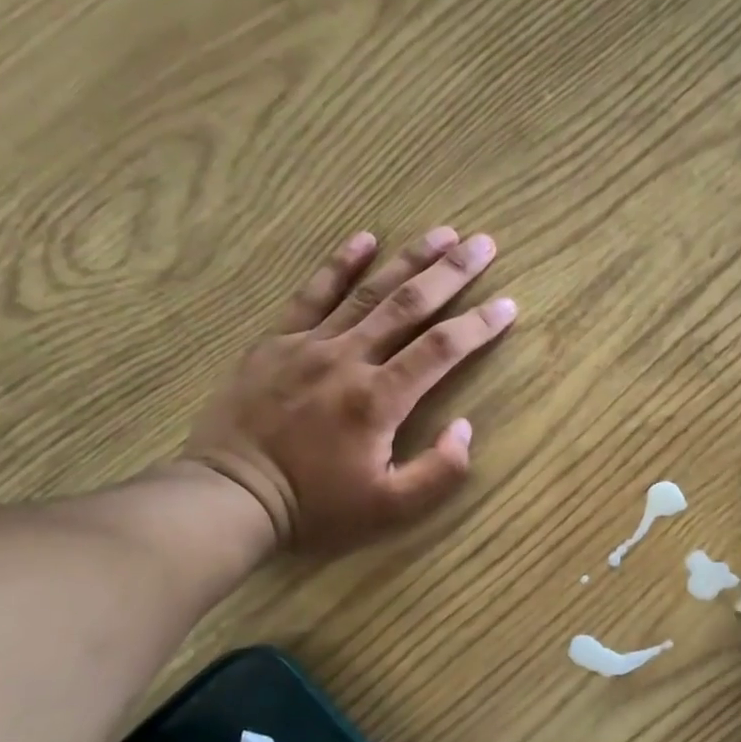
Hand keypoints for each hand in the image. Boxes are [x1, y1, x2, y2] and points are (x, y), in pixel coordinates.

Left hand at [183, 226, 516, 554]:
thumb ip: (438, 472)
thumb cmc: (316, 507)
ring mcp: (308, 345)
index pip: (442, 349)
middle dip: (452, 272)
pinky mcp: (276, 343)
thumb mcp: (390, 508)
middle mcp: (348, 359)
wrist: (231, 497)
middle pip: (409, 305)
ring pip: (368, 292)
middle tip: (483, 243)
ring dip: (408, 259)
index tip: (509, 305)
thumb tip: (464, 428)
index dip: (480, 325)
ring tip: (442, 233)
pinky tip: (363, 239)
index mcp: (379, 399)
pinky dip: (339, 265)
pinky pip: (311, 294)